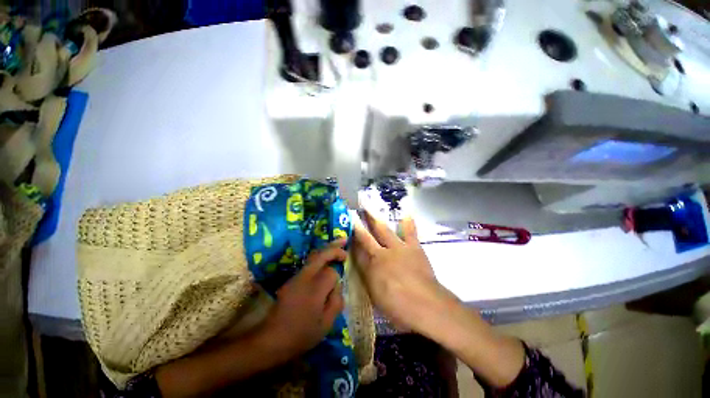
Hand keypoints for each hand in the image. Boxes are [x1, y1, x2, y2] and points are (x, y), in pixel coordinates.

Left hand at [262, 239, 346, 358]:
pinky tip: (325, 258)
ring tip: (339, 243)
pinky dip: (319, 256)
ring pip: (314, 255)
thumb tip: (337, 287)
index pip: (331, 273)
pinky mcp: (292, 279)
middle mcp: (305, 277)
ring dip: (326, 249)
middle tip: (345, 242)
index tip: (336, 290)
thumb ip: (336, 302)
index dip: (337, 279)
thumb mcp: (325, 324)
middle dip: (334, 248)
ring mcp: (296, 276)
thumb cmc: (301, 334)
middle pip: (321, 254)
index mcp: (315, 288)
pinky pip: (309, 263)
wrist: (271, 339)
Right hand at [352, 211, 458, 336]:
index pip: (357, 251)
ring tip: (369, 208)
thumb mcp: (376, 297)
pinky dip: (408, 223)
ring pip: (383, 230)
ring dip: (375, 219)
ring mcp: (398, 248)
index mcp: (371, 268)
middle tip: (353, 213)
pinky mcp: (413, 247)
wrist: (426, 305)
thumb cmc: (399, 308)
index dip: (352, 241)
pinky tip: (407, 214)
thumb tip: (363, 265)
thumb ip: (368, 278)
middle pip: (366, 237)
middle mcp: (381, 254)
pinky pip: (409, 232)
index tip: (347, 231)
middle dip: (359, 226)